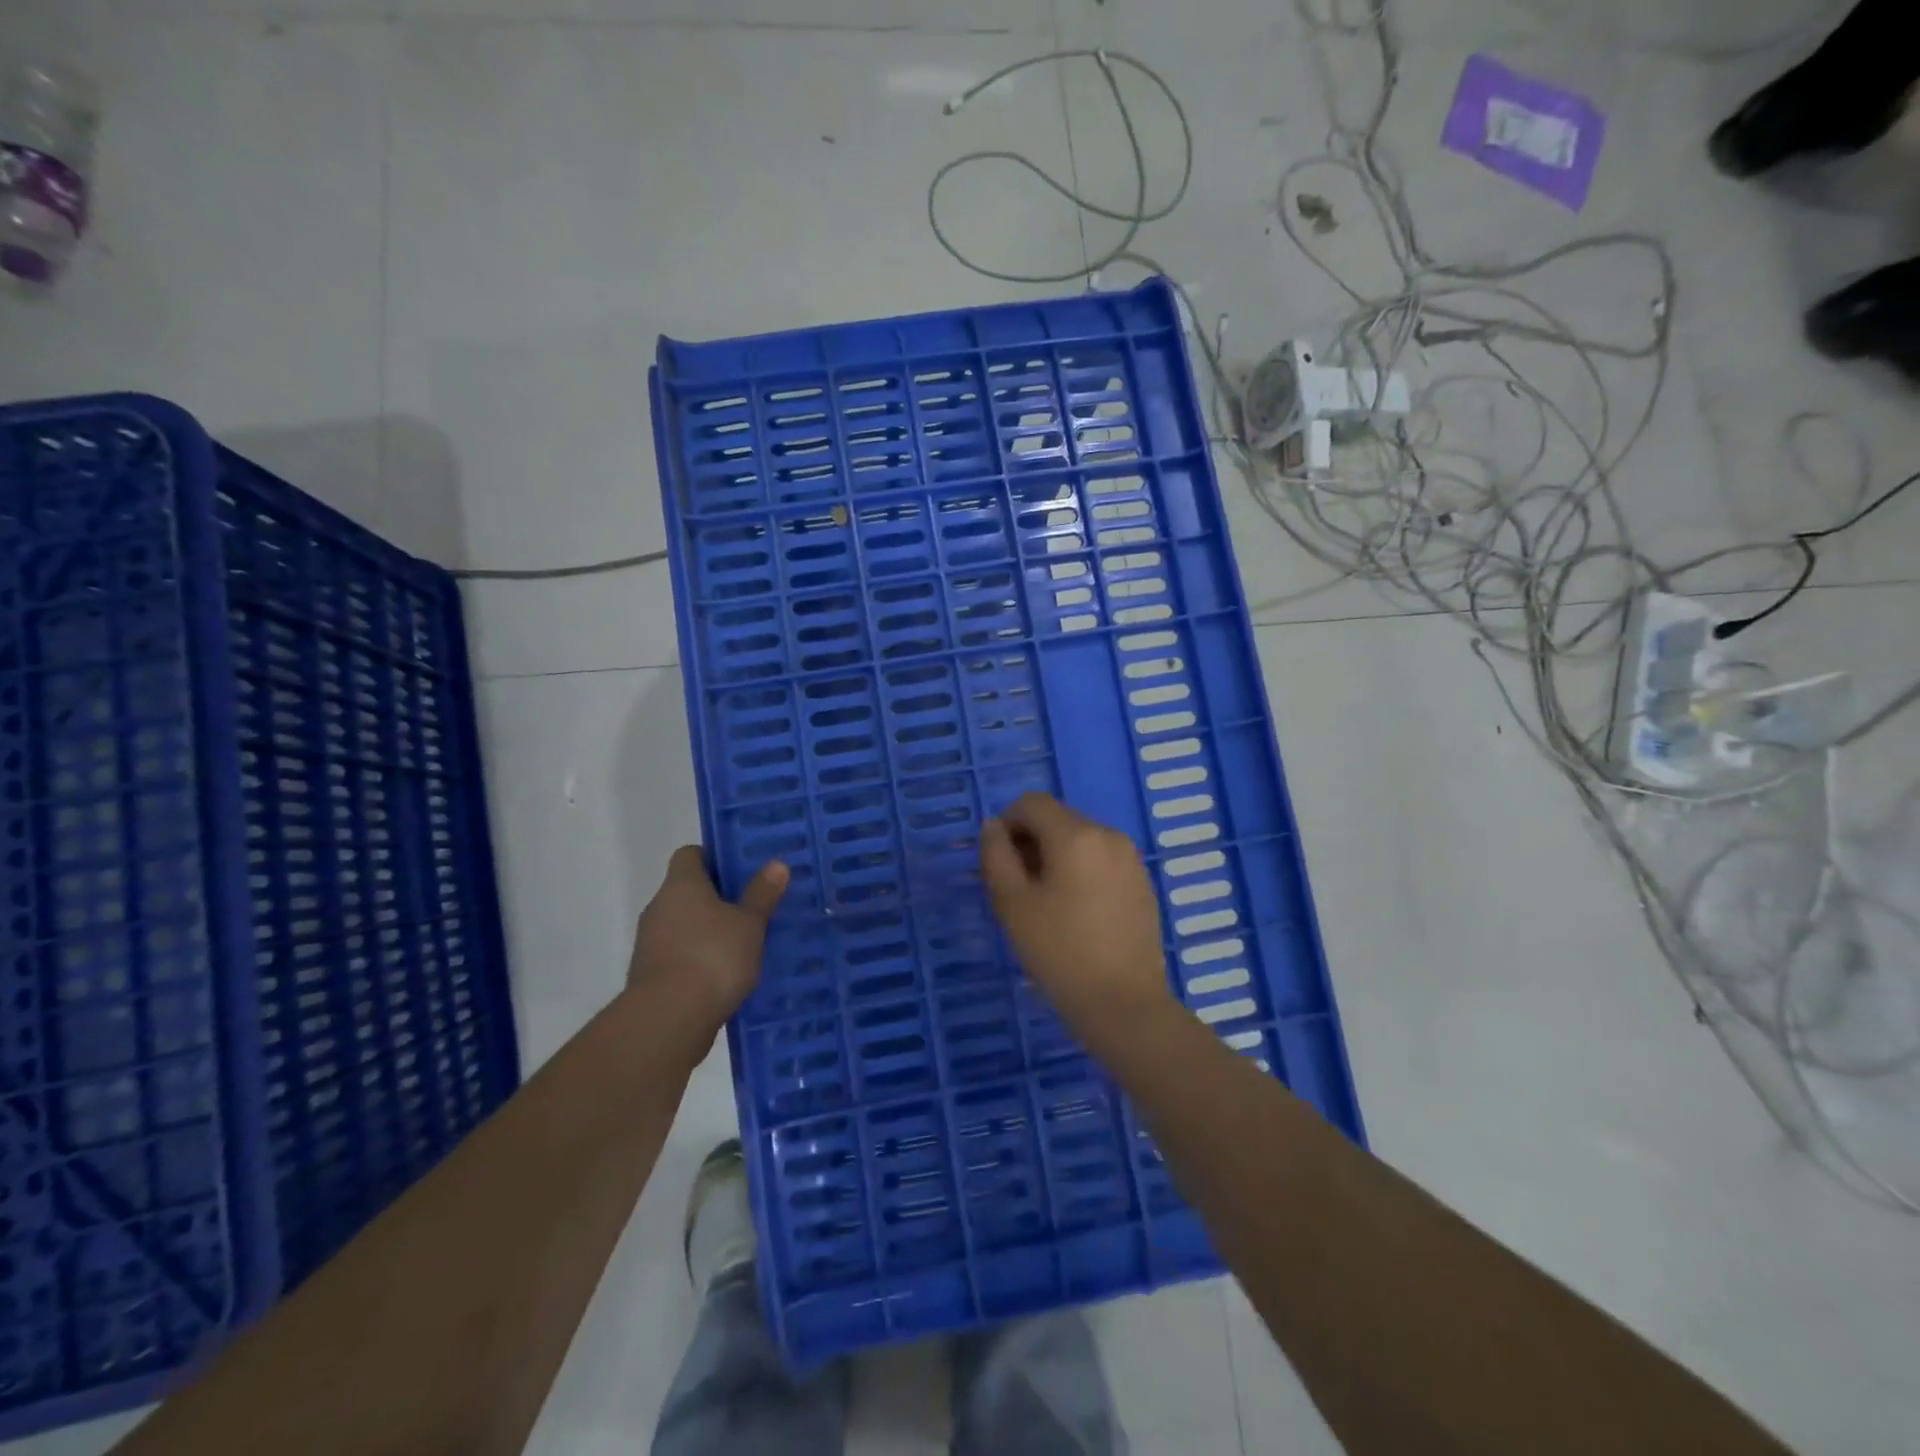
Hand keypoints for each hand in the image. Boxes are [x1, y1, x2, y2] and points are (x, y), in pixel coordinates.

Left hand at [628, 847, 787, 1032]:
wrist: (668, 1019)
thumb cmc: (713, 956)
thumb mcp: (749, 924)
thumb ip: (761, 894)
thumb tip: (776, 864)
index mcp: (681, 884)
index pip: (690, 854)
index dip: (714, 858)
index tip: (741, 871)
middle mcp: (659, 907)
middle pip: (688, 891)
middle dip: (718, 898)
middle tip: (752, 906)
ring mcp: (650, 943)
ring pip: (684, 925)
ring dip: (709, 931)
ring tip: (745, 943)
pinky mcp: (650, 976)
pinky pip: (680, 956)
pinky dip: (700, 960)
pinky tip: (726, 974)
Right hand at [979, 793, 1172, 1043]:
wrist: (1124, 1004)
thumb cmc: (1060, 952)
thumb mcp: (1012, 903)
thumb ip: (996, 855)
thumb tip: (994, 827)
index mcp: (1076, 834)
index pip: (1031, 803)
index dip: (1007, 825)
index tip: (1000, 865)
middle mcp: (1108, 835)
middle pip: (1058, 819)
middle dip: (1031, 843)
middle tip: (1019, 890)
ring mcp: (1130, 859)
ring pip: (1080, 840)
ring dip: (1056, 858)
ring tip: (1048, 905)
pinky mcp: (1142, 883)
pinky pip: (1101, 861)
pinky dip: (1081, 872)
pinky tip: (1078, 914)